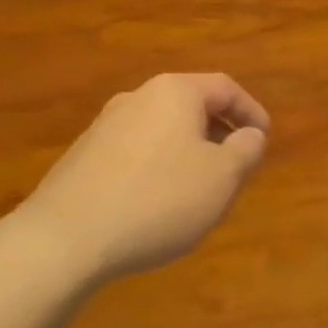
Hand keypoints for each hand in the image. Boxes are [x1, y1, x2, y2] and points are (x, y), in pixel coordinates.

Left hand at [18, 73, 269, 279]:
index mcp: (175, 92)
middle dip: (218, 132)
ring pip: (162, 129)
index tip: (264, 138)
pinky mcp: (82, 156)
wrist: (63, 239)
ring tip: (199, 186)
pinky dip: (157, 166)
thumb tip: (251, 135)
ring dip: (188, 150)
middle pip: (191, 105)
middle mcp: (138, 97)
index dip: (251, 111)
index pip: (225, 88)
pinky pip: (135, 151)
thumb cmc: (158, 200)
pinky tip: (157, 202)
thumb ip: (246, 150)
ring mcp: (105, 126)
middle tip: (235, 163)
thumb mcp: (222, 178)